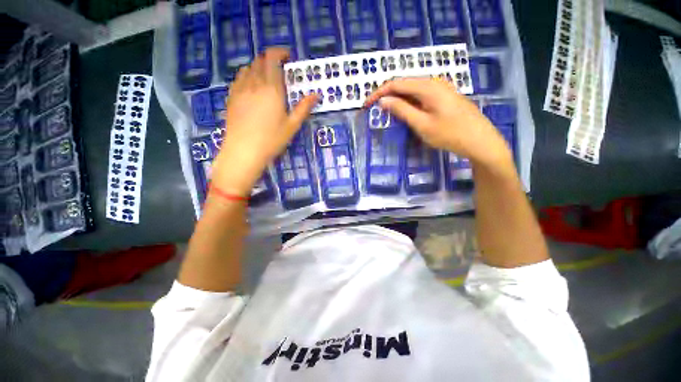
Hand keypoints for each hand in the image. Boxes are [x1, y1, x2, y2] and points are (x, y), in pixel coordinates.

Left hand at [211, 48, 317, 195]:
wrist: (244, 151)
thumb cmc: (272, 139)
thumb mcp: (292, 125)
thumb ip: (303, 108)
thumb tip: (316, 95)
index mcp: (271, 89)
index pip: (272, 59)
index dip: (280, 52)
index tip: (288, 57)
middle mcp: (254, 83)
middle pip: (260, 61)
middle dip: (271, 59)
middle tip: (280, 70)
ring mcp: (240, 89)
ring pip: (248, 68)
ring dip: (259, 67)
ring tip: (266, 78)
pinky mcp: (231, 97)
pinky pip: (239, 78)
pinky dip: (247, 76)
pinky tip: (252, 87)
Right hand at [364, 78, 511, 168]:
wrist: (480, 140)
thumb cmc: (450, 134)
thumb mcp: (422, 124)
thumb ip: (402, 110)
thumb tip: (383, 100)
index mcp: (427, 86)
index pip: (396, 83)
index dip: (378, 92)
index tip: (366, 105)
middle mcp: (434, 82)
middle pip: (404, 84)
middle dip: (387, 95)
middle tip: (374, 109)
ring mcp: (441, 88)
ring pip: (412, 90)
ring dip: (397, 99)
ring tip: (386, 112)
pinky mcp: (444, 96)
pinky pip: (421, 95)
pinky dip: (409, 102)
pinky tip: (405, 112)